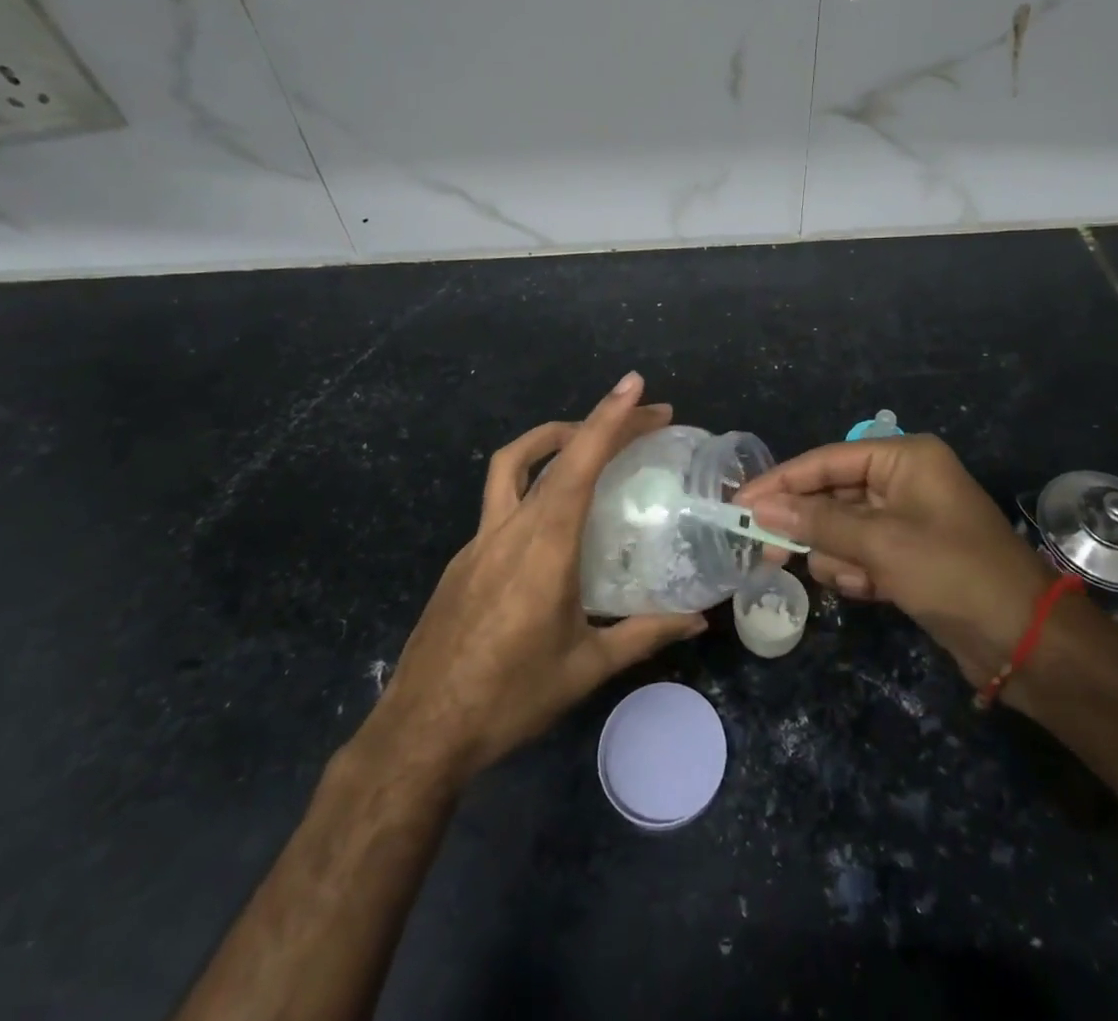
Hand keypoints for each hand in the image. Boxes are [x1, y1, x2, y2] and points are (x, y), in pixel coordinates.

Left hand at [355, 373, 706, 782]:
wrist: (421, 732)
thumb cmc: (509, 698)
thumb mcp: (586, 668)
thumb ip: (644, 635)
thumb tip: (697, 620)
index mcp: (545, 547)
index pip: (579, 464)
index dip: (608, 419)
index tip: (635, 386)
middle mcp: (510, 529)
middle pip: (554, 453)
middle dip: (601, 423)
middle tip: (647, 417)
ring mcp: (479, 540)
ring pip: (514, 465)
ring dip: (554, 439)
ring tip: (591, 438)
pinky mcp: (464, 558)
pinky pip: (503, 501)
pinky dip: (535, 482)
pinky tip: (555, 518)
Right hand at [741, 435, 1052, 688]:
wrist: (1026, 643)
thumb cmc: (953, 574)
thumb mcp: (880, 543)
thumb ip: (817, 522)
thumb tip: (759, 508)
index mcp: (905, 459)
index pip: (827, 461)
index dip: (781, 481)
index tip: (739, 503)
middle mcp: (905, 481)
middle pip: (833, 495)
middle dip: (809, 526)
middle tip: (766, 552)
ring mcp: (909, 520)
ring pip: (844, 529)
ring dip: (838, 555)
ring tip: (854, 578)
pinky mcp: (911, 557)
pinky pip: (863, 554)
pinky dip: (857, 571)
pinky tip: (868, 589)